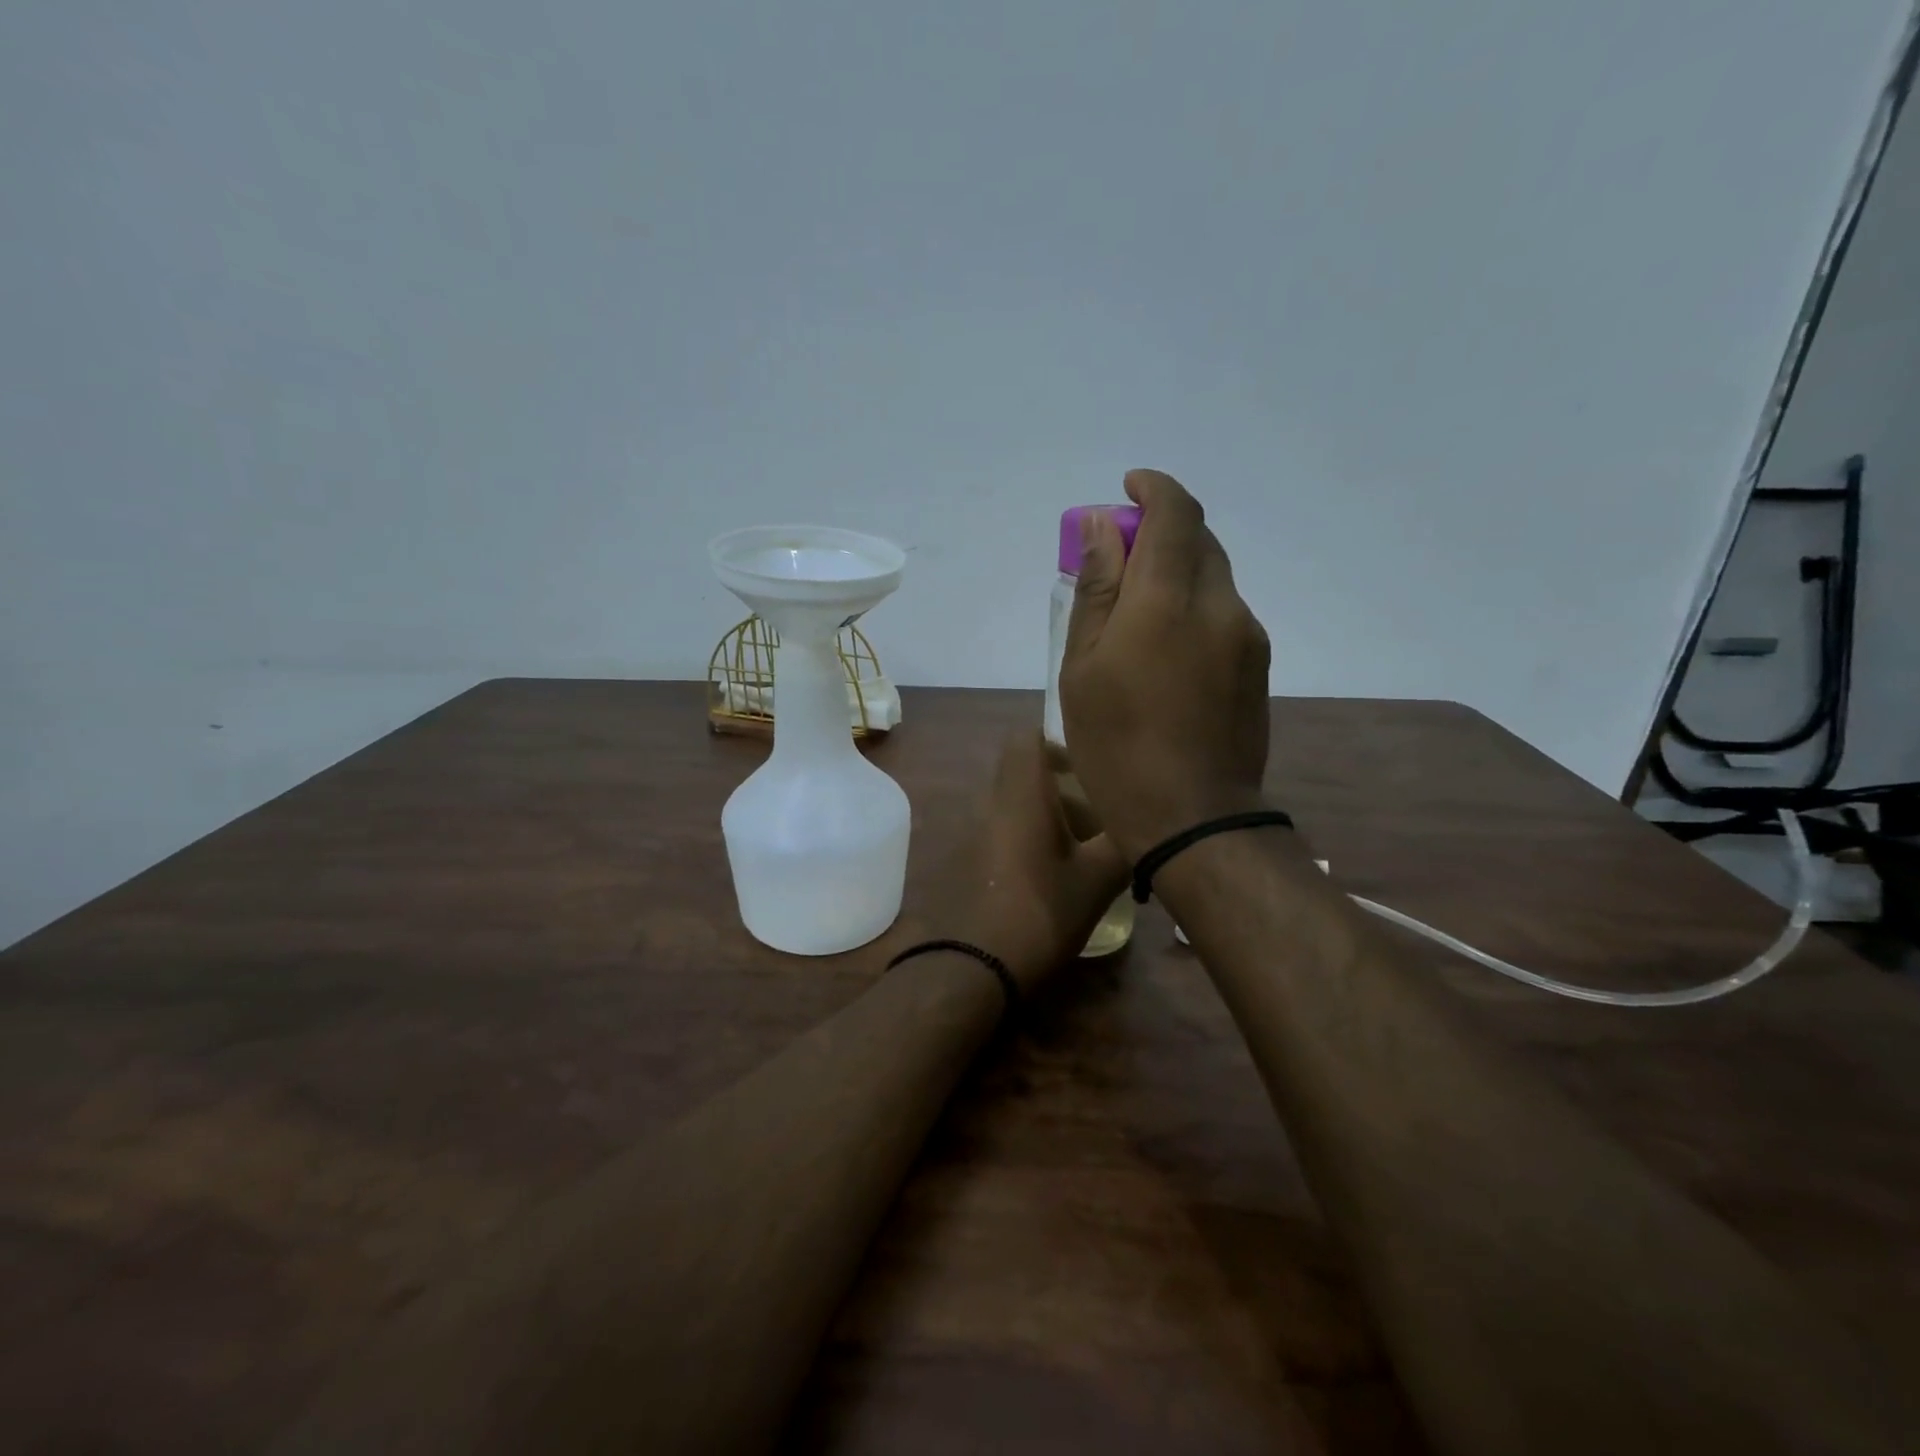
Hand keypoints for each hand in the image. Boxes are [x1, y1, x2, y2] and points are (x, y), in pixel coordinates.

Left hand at [945, 732, 1127, 992]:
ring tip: (1078, 850)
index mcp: (1020, 795)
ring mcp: (970, 833)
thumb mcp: (1097, 881)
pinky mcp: (961, 862)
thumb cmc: (1040, 913)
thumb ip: (1124, 845)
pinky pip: (997, 833)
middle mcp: (989, 804)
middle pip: (1021, 774)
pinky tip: (1045, 877)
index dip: (1056, 743)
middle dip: (1058, 787)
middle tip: (1095, 815)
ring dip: (1041, 817)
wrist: (971, 967)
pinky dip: (1022, 841)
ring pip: (1010, 806)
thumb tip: (1150, 825)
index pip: (1025, 738)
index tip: (1086, 767)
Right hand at [1060, 469, 1272, 860]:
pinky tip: (1166, 649)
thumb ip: (1095, 590)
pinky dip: (1193, 604)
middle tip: (1117, 559)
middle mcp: (1219, 603)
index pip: (1174, 512)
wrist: (1192, 817)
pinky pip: (1224, 612)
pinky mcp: (1259, 664)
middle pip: (1198, 539)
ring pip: (1213, 576)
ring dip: (1177, 571)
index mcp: (1167, 600)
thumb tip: (1097, 527)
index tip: (1127, 490)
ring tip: (1136, 614)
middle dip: (1159, 530)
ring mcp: (1248, 634)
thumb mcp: (1083, 668)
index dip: (1152, 489)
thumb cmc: (1116, 746)